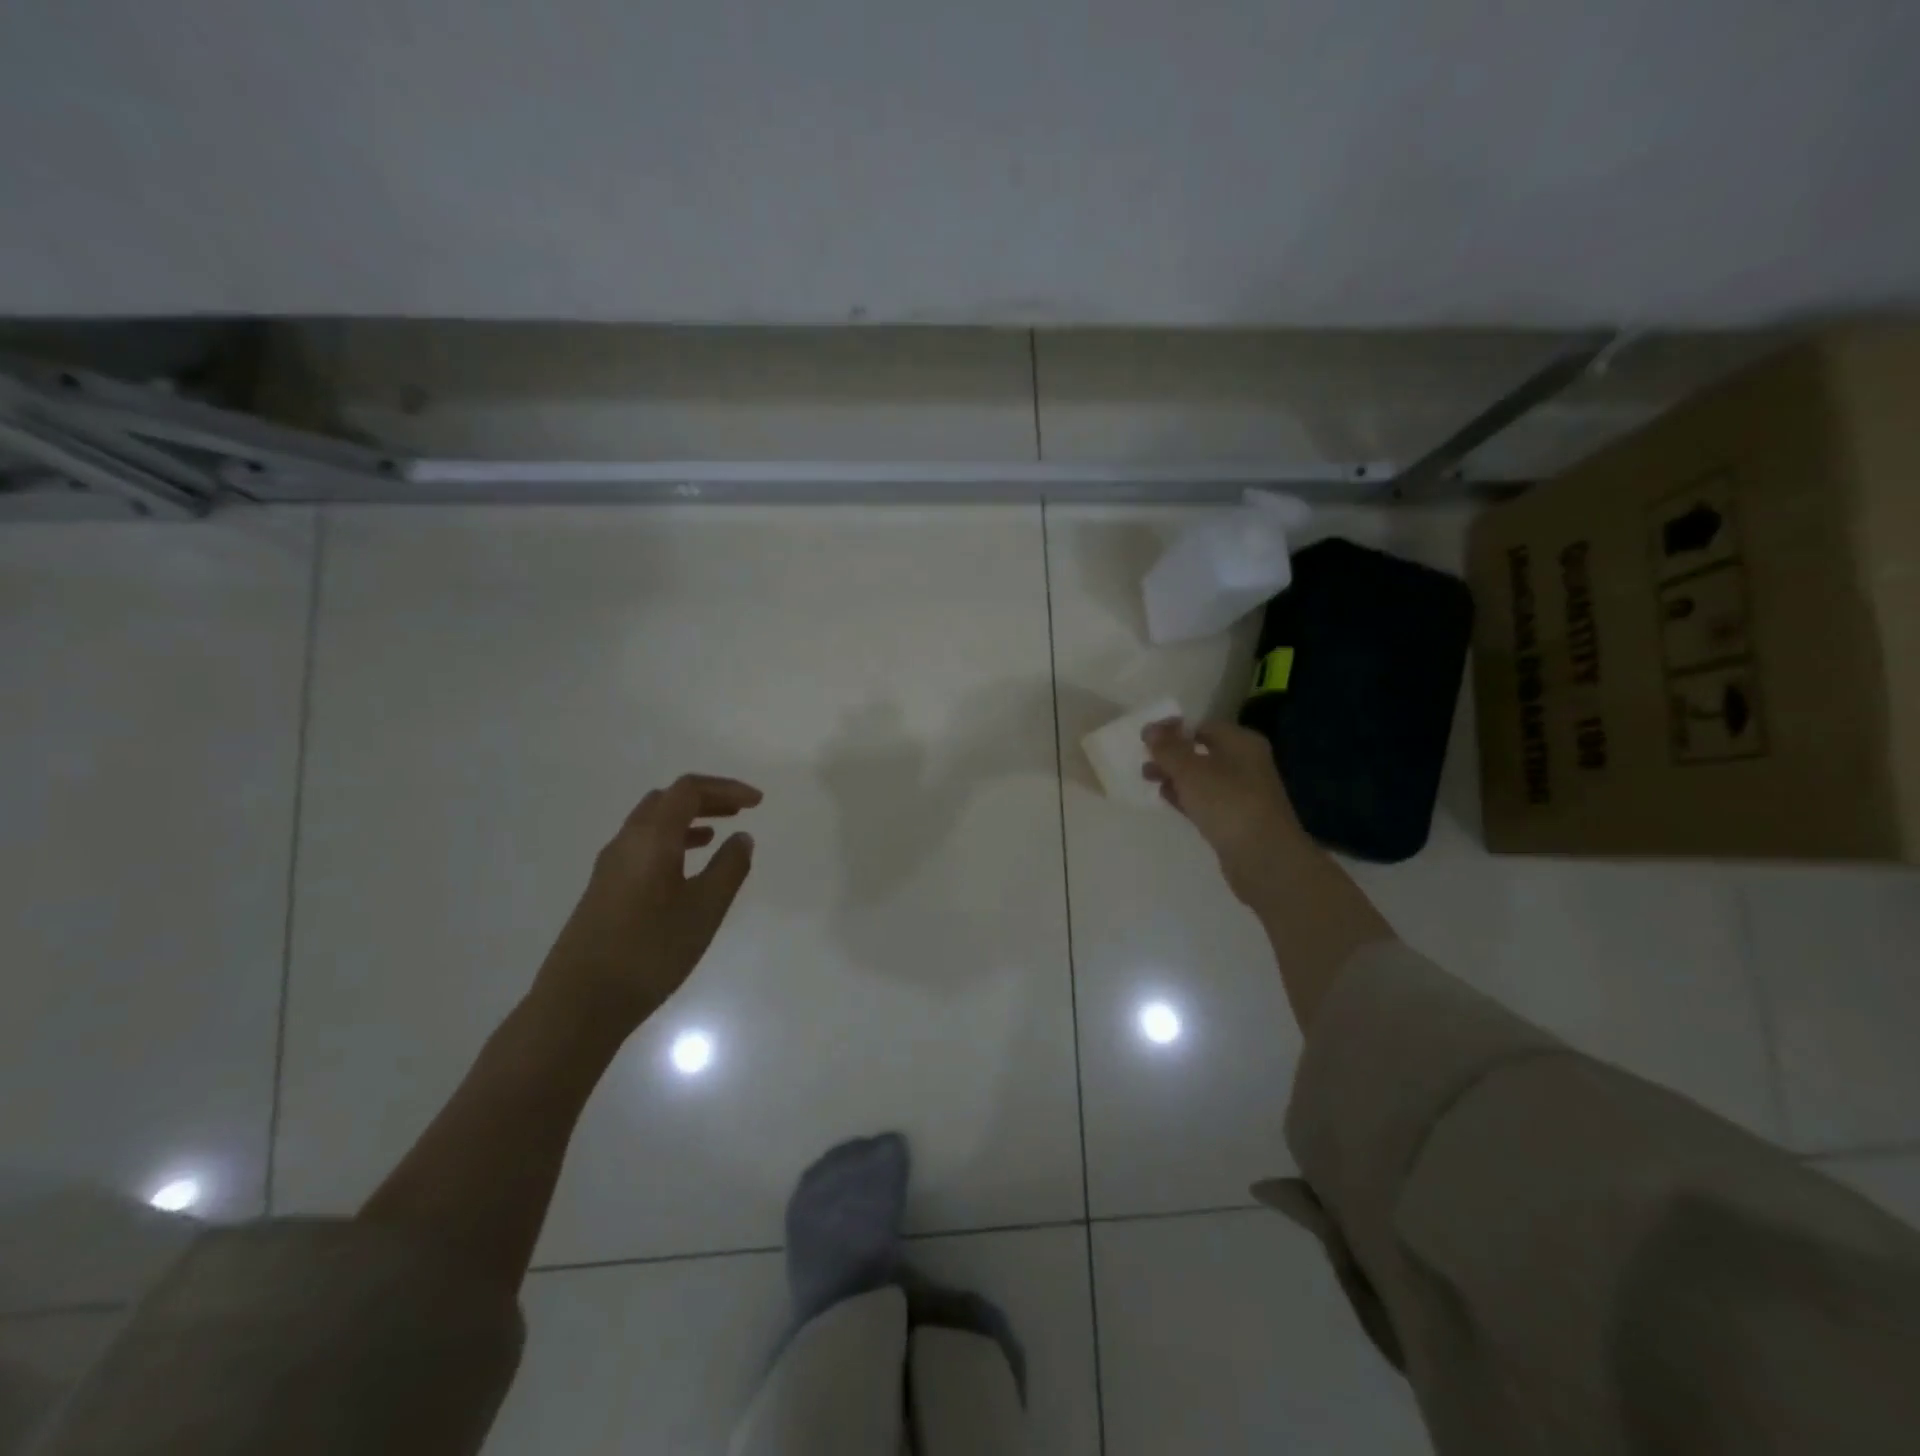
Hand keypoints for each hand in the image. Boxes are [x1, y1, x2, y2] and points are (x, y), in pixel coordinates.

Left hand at [531, 774, 761, 1041]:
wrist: (580, 1003)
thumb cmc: (650, 951)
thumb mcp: (704, 910)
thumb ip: (729, 868)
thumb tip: (741, 838)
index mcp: (651, 838)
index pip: (689, 790)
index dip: (726, 788)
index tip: (757, 803)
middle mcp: (626, 842)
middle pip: (667, 800)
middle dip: (706, 798)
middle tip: (739, 810)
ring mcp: (610, 866)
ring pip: (651, 823)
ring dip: (687, 819)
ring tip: (718, 834)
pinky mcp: (603, 889)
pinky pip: (642, 846)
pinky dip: (670, 841)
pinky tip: (685, 868)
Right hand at [1142, 720, 1312, 903]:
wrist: (1264, 858)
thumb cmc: (1227, 803)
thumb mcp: (1190, 770)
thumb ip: (1168, 748)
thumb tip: (1150, 728)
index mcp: (1241, 742)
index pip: (1203, 726)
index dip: (1174, 730)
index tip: (1147, 739)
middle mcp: (1245, 763)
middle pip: (1202, 751)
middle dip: (1172, 755)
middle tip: (1144, 762)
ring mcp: (1242, 792)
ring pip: (1202, 777)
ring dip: (1176, 777)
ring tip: (1148, 780)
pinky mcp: (1236, 819)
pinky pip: (1206, 800)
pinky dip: (1186, 797)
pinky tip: (1166, 800)